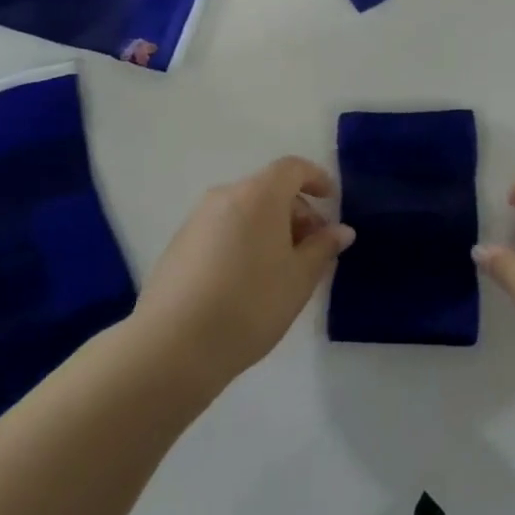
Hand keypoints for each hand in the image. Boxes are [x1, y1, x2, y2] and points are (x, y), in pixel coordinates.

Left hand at [134, 156, 354, 387]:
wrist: (173, 346)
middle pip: (269, 189)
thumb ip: (322, 247)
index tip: (331, 201)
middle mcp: (226, 195)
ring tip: (281, 268)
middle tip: (312, 248)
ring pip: (244, 210)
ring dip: (269, 227)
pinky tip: (246, 280)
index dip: (316, 178)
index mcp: (259, 195)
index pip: (293, 168)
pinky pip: (222, 228)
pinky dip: (243, 240)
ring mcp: (197, 219)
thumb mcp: (299, 278)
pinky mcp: (179, 244)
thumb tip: (341, 230)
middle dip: (295, 211)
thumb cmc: (250, 304)